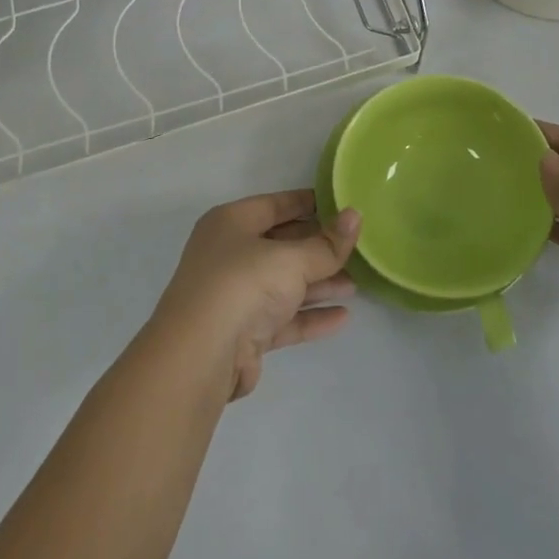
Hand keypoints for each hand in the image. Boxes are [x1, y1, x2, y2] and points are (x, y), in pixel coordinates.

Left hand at [152, 190, 360, 400]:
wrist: (201, 355)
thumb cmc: (243, 285)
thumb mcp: (291, 258)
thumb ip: (327, 243)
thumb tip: (356, 216)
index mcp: (231, 223)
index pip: (275, 205)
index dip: (308, 203)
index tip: (342, 205)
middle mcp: (229, 255)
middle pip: (281, 245)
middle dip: (319, 248)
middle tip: (358, 248)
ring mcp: (235, 295)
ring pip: (284, 284)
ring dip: (319, 283)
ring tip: (356, 284)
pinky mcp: (244, 332)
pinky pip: (284, 317)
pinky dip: (310, 315)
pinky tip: (342, 317)